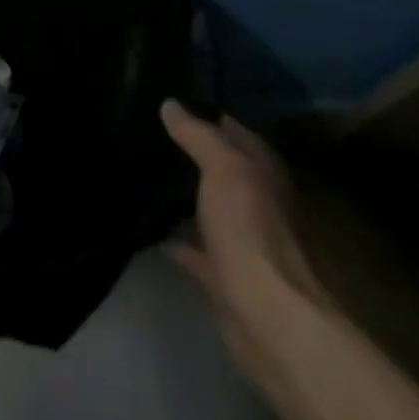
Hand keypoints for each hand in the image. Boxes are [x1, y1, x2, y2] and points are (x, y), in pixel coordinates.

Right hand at [161, 98, 327, 389]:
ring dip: (191, 197)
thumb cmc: (252, 233)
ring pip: (215, 210)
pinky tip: (156, 231)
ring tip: (149, 175)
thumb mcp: (226, 170)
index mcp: (267, 179)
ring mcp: (247, 245)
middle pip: (228, 172)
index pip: (240, 135)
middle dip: (198, 154)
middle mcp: (263, 208)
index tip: (172, 102)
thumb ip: (199, 136)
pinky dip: (182, 241)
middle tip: (153, 133)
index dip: (211, 116)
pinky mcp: (228, 278)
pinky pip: (199, 250)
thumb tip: (171, 105)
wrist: (269, 317)